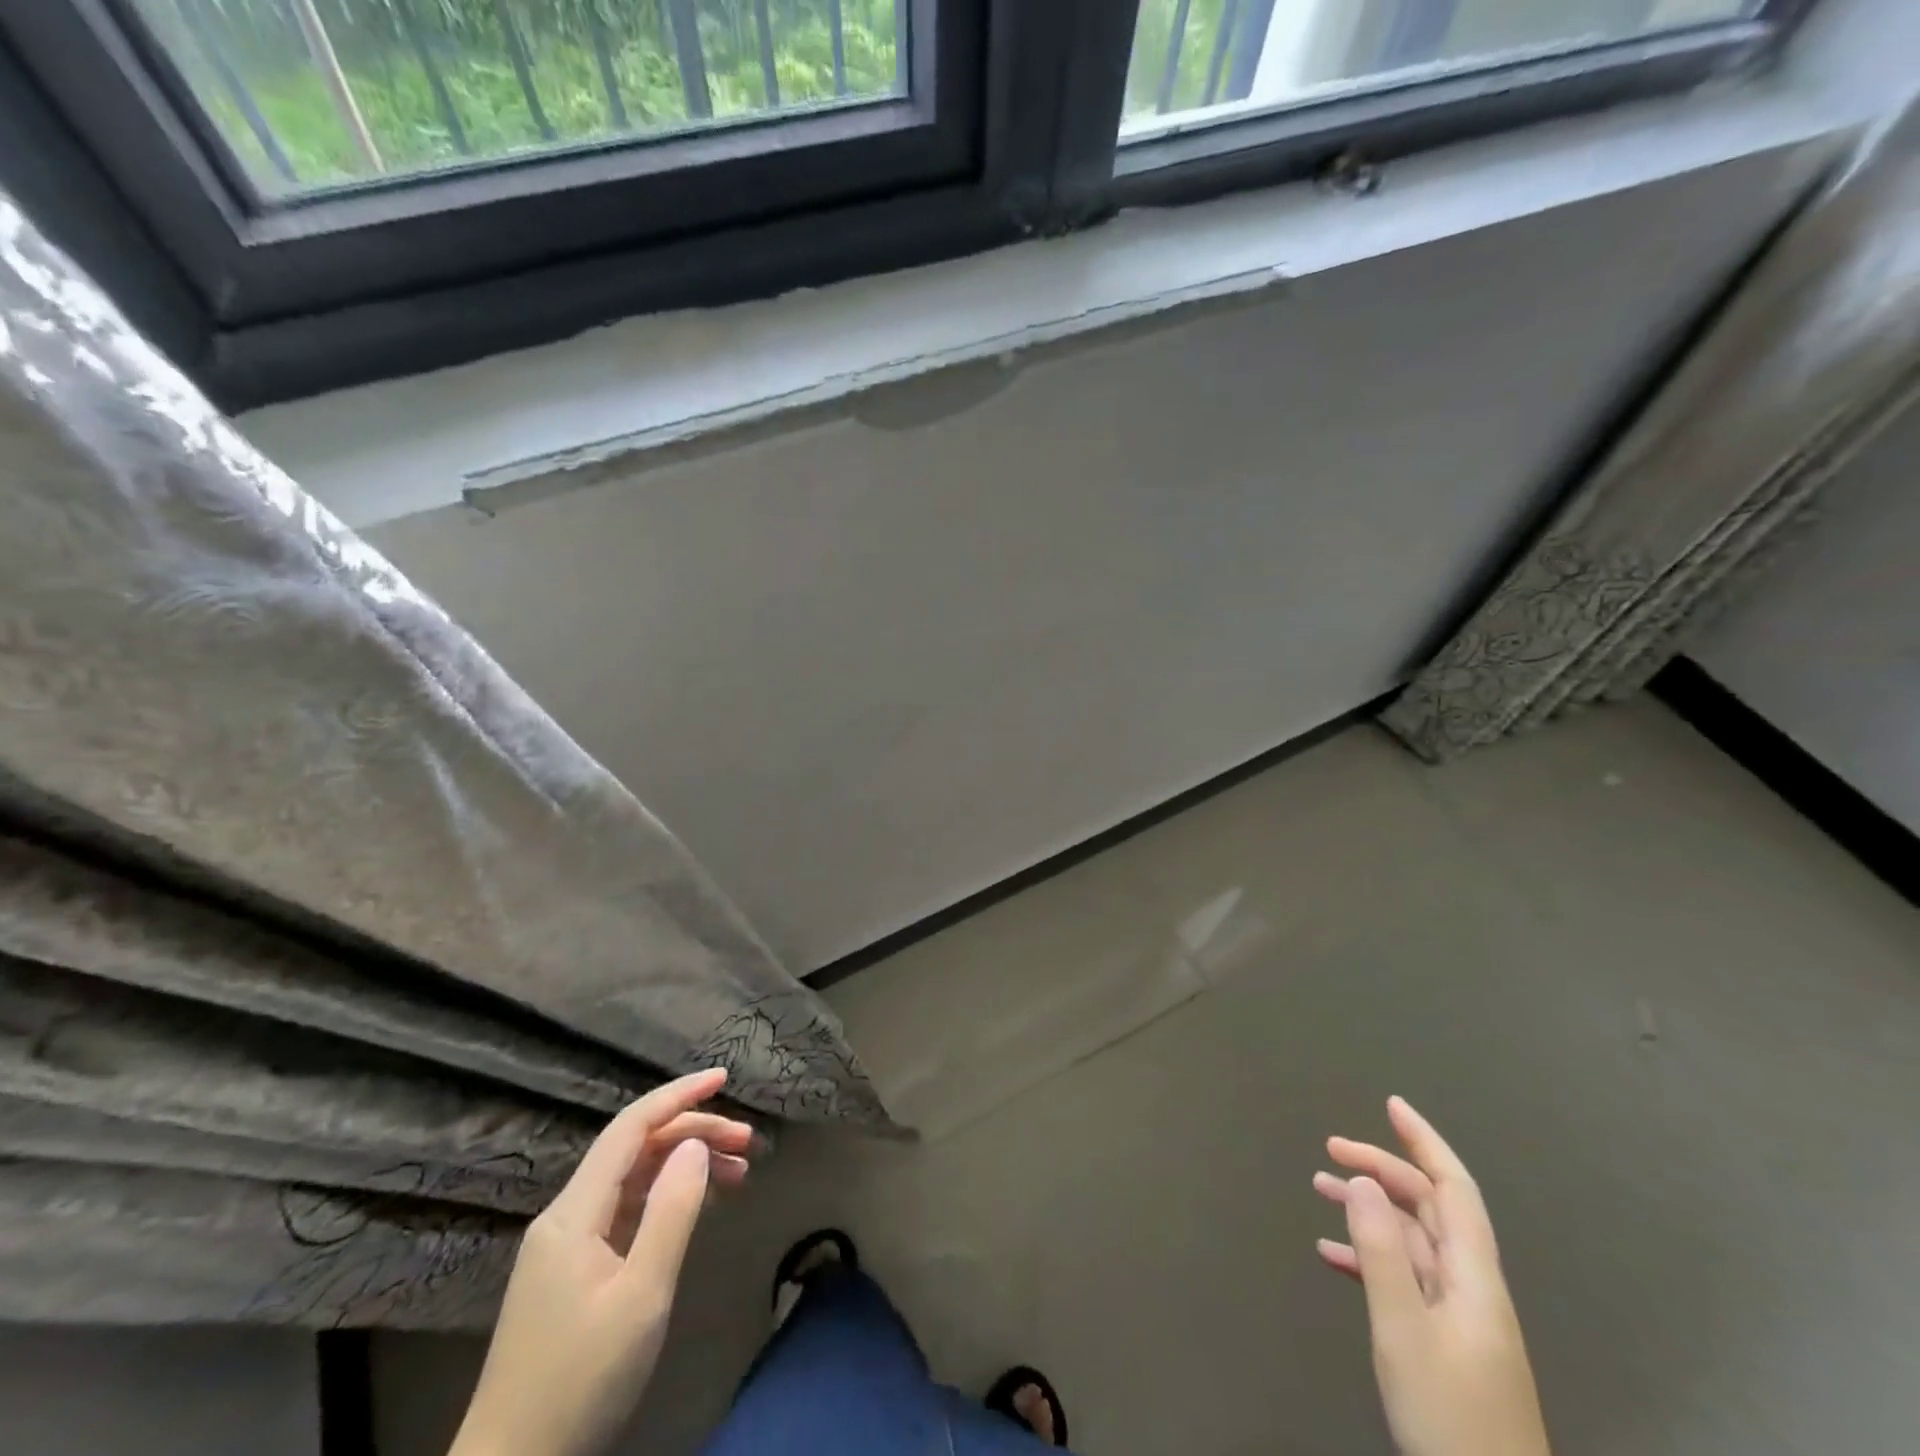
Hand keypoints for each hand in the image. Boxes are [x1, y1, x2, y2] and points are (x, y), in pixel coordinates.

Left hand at [450, 1069, 756, 1455]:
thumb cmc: (581, 1380)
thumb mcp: (641, 1295)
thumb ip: (671, 1212)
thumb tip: (695, 1144)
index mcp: (574, 1213)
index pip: (630, 1128)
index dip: (678, 1095)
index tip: (723, 1078)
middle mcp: (566, 1216)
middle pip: (635, 1150)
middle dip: (693, 1134)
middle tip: (749, 1144)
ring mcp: (566, 1246)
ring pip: (633, 1180)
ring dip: (684, 1167)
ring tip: (738, 1175)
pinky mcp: (572, 1272)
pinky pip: (625, 1211)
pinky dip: (666, 1198)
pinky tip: (697, 1206)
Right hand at [1314, 1097, 1550, 1455]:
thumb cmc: (1449, 1415)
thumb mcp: (1403, 1331)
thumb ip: (1380, 1252)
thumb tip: (1361, 1180)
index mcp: (1473, 1277)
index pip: (1453, 1189)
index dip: (1425, 1142)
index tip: (1391, 1104)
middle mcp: (1471, 1286)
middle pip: (1428, 1208)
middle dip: (1382, 1168)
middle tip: (1330, 1148)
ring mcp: (1459, 1315)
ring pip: (1412, 1239)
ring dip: (1368, 1207)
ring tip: (1318, 1186)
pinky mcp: (1444, 1340)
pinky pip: (1403, 1276)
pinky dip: (1368, 1254)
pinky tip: (1332, 1253)